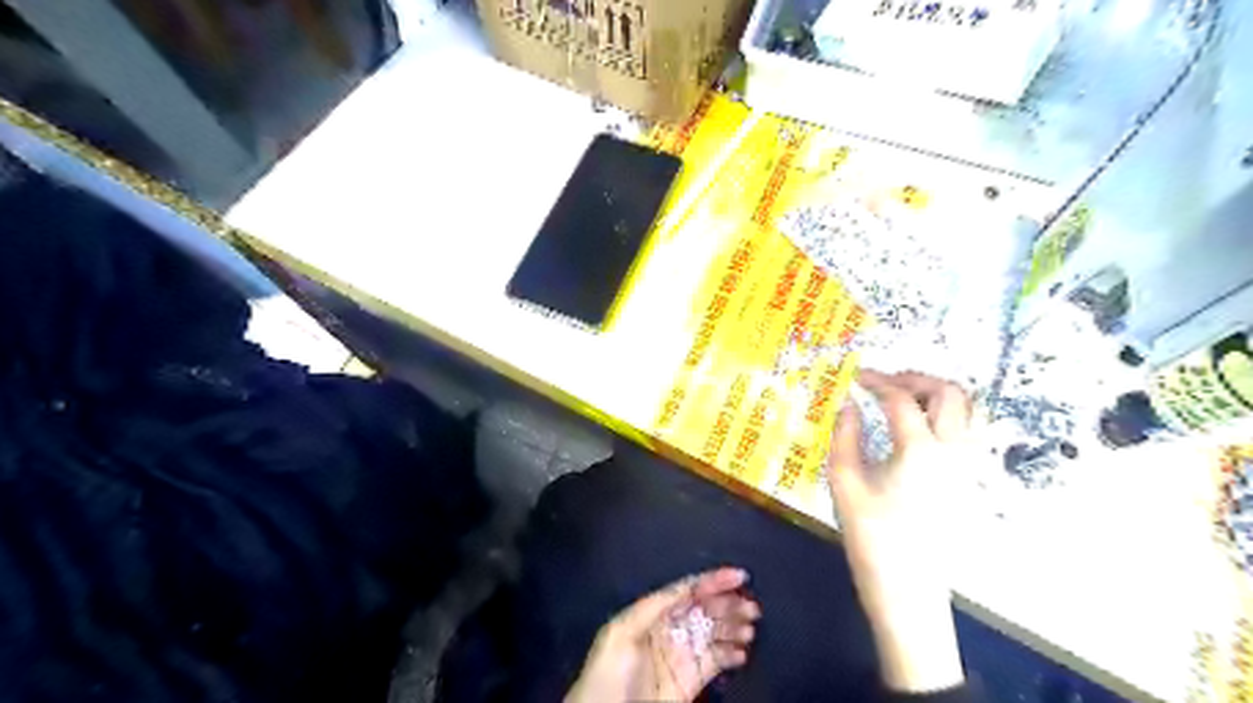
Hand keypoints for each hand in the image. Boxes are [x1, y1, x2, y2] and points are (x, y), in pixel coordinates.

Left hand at [568, 570, 762, 699]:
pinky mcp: (690, 680)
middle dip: (728, 603)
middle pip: (704, 609)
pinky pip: (715, 661)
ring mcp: (681, 654)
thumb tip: (686, 586)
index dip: (712, 581)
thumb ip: (652, 607)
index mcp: (652, 613)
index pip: (687, 590)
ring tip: (750, 627)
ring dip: (734, 626)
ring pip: (713, 632)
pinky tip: (743, 652)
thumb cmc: (608, 674)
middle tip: (752, 606)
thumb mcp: (622, 633)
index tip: (738, 576)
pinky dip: (731, 654)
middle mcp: (669, 629)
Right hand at [831, 372, 971, 693]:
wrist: (909, 589)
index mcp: (919, 450)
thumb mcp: (845, 483)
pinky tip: (921, 428)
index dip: (876, 381)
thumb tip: (847, 403)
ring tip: (905, 399)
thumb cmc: (871, 537)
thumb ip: (844, 435)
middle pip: (949, 392)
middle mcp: (954, 450)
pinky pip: (971, 430)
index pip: (900, 398)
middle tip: (884, 383)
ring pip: (970, 409)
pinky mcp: (972, 479)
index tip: (855, 377)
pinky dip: (950, 415)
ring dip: (938, 394)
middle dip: (915, 378)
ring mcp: (969, 465)